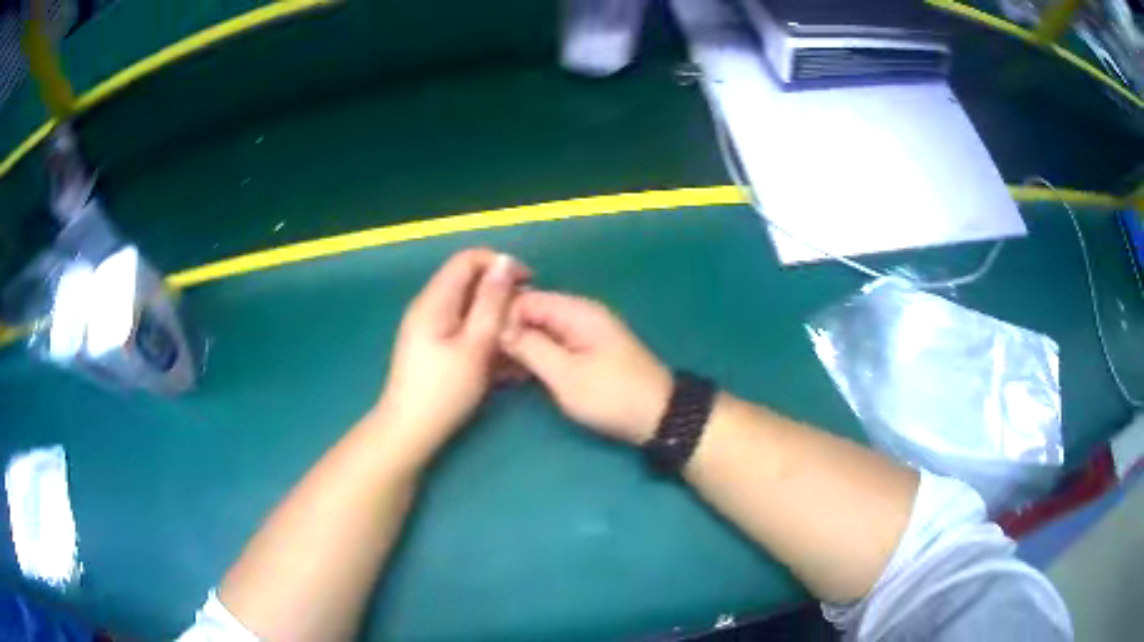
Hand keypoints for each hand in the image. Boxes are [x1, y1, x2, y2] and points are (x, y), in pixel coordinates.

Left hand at [375, 249, 529, 467]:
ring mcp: (430, 328)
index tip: (528, 284)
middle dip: (501, 295)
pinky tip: (503, 361)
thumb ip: (491, 303)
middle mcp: (430, 307)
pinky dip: (485, 337)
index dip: (500, 265)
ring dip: (496, 320)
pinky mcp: (435, 347)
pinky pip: (464, 329)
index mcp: (435, 301)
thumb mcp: (474, 346)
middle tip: (526, 320)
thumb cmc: (443, 391)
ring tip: (519, 343)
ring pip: (470, 309)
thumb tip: (504, 263)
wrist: (410, 431)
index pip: (468, 260)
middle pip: (469, 283)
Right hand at [500, 291, 671, 444]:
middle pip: (532, 312)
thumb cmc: (611, 396)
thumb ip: (530, 348)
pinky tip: (517, 376)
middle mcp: (579, 314)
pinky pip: (553, 343)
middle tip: (485, 362)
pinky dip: (535, 356)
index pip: (525, 299)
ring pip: (540, 330)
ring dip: (519, 347)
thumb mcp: (566, 375)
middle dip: (507, 333)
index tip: (481, 344)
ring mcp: (585, 332)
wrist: (660, 416)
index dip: (500, 317)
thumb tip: (498, 327)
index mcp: (575, 311)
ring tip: (496, 372)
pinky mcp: (588, 350)